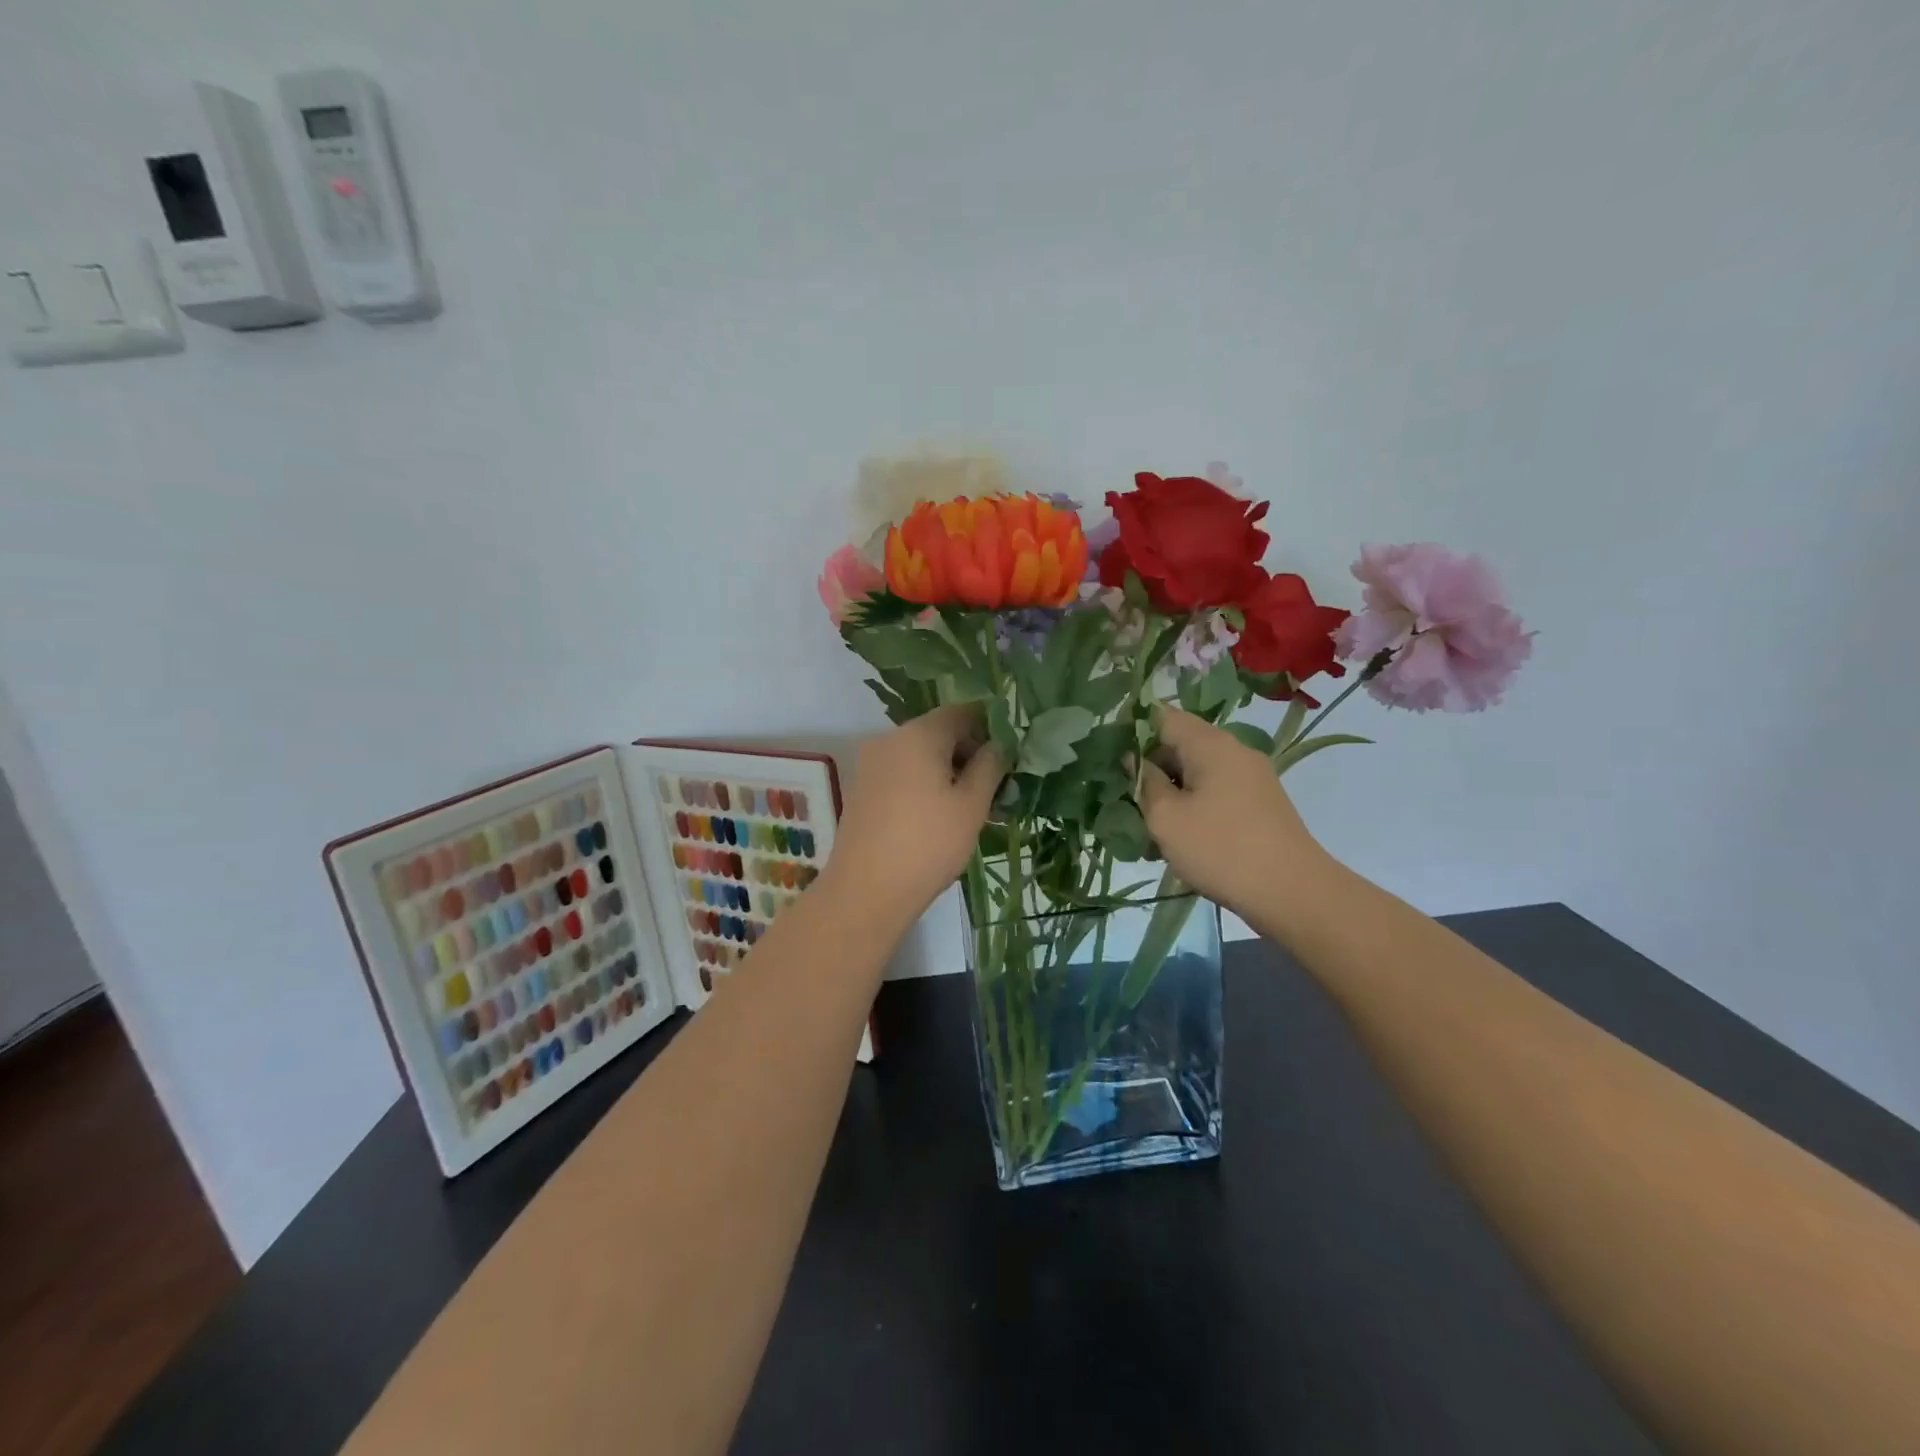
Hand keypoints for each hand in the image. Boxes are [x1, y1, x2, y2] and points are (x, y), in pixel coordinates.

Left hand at [825, 705, 1004, 921]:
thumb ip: (989, 766)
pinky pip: (901, 773)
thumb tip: (997, 745)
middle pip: (938, 732)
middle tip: (994, 788)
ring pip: (919, 755)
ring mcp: (870, 764)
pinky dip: (923, 784)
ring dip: (947, 771)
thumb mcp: (972, 806)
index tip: (1008, 755)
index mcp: (918, 734)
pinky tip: (938, 816)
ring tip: (970, 808)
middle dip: (968, 753)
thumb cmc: (928, 844)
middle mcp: (889, 739)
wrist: (865, 891)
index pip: (961, 711)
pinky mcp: (861, 788)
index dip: (989, 727)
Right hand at [1136, 706, 1329, 918]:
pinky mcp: (1260, 803)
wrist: (1293, 892)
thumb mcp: (1166, 818)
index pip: (1162, 717)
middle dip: (1150, 768)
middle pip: (1180, 744)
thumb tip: (1136, 760)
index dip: (1132, 731)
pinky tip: (1180, 838)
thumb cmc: (1221, 849)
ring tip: (1150, 827)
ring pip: (1197, 772)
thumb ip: (1145, 782)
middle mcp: (1234, 751)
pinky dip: (1193, 806)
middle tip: (1126, 799)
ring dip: (1171, 792)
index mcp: (1210, 744)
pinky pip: (1216, 792)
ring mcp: (1252, 777)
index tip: (1111, 758)